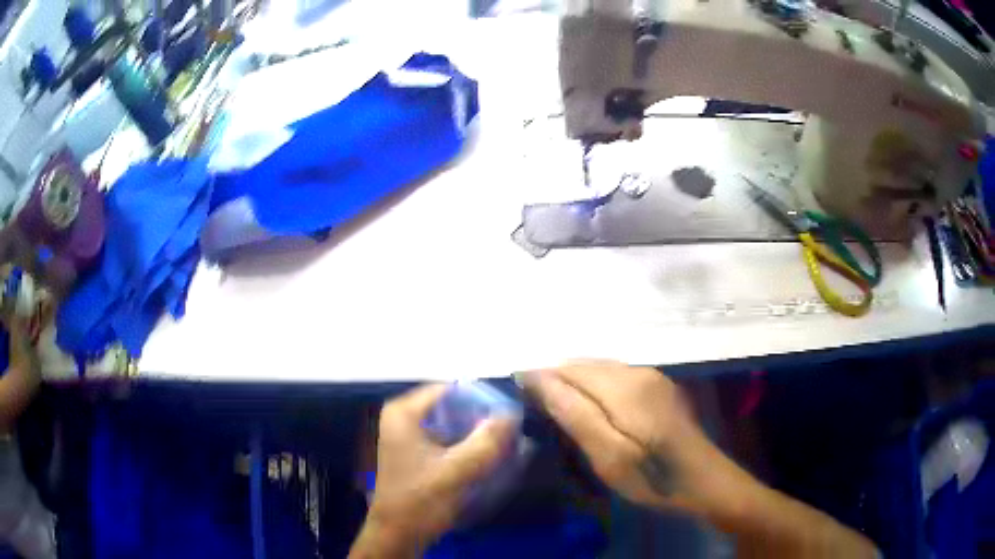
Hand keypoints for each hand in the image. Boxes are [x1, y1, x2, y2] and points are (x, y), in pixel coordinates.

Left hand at [351, 385, 515, 556]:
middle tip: (512, 429)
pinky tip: (488, 457)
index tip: (510, 412)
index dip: (481, 398)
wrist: (398, 535)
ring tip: (506, 442)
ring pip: (452, 424)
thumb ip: (486, 442)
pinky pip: (448, 439)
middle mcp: (403, 417)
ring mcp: (408, 436)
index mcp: (404, 412)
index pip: (450, 389)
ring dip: (476, 434)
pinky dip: (467, 446)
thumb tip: (513, 413)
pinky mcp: (416, 454)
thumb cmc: (420, 501)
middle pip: (452, 407)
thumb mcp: (456, 471)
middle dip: (481, 418)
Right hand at [522, 360, 717, 512]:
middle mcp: (638, 371)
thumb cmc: (653, 477)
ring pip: (600, 370)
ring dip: (575, 385)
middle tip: (536, 412)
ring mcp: (652, 378)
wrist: (705, 482)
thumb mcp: (609, 455)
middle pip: (584, 365)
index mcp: (624, 386)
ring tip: (558, 412)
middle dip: (557, 380)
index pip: (568, 368)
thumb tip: (539, 377)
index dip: (540, 378)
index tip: (518, 398)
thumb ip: (574, 414)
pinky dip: (595, 389)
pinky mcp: (659, 388)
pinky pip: (616, 378)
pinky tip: (592, 411)